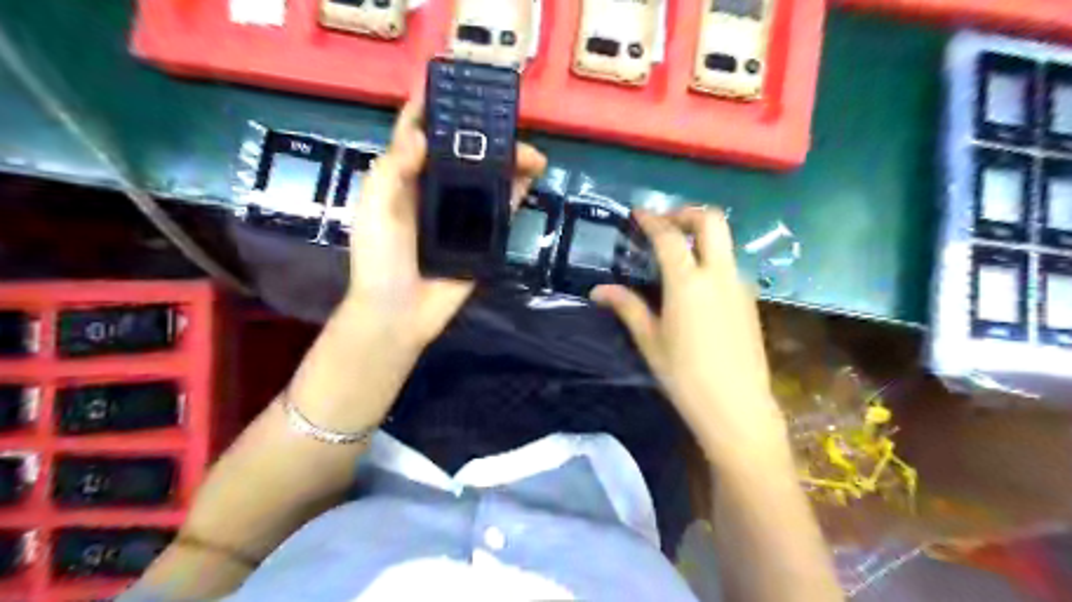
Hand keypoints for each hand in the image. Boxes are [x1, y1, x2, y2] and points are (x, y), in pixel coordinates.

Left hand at [341, 95, 546, 349]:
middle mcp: (434, 192)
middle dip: (485, 138)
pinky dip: (515, 195)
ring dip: (508, 165)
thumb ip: (393, 170)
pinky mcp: (479, 240)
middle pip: (461, 156)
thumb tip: (421, 134)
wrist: (398, 313)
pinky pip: (500, 212)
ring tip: (532, 154)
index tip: (454, 86)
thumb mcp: (375, 209)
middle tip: (510, 126)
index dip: (432, 110)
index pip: (418, 136)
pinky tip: (530, 180)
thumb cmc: (379, 258)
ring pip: (486, 181)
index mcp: (404, 181)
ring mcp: (459, 216)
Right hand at [595, 210, 784, 468]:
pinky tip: (696, 283)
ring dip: (702, 235)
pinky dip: (712, 258)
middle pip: (712, 221)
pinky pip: (730, 265)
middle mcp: (719, 274)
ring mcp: (739, 285)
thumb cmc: (685, 376)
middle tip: (665, 223)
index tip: (638, 213)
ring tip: (677, 251)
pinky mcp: (750, 300)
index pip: (669, 237)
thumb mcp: (650, 341)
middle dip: (687, 213)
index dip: (652, 220)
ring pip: (725, 241)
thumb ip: (627, 307)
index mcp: (688, 283)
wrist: (737, 407)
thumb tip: (598, 290)